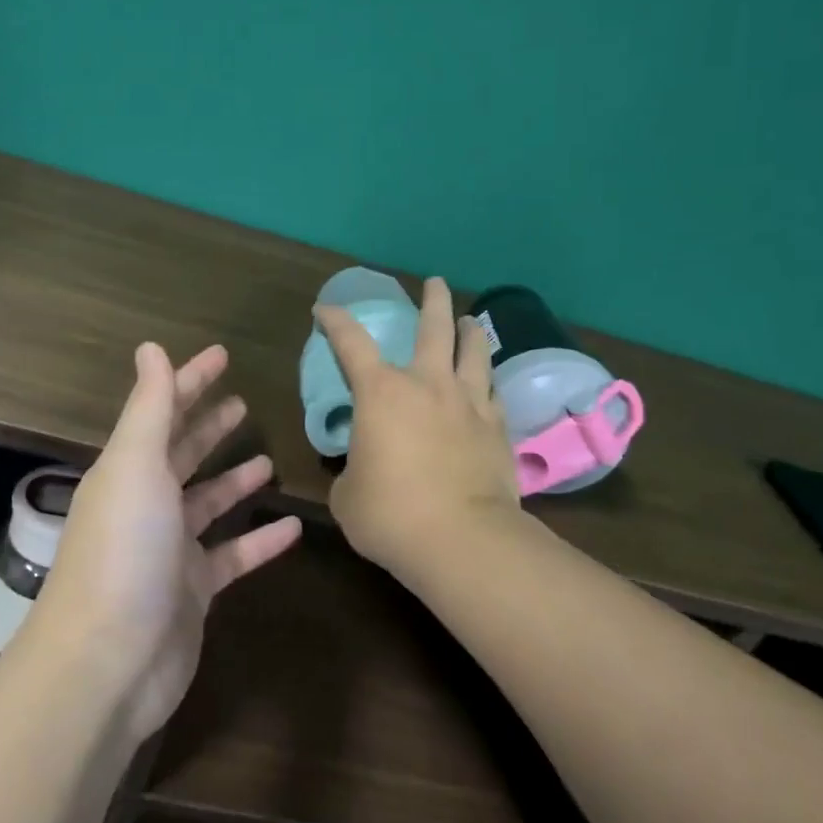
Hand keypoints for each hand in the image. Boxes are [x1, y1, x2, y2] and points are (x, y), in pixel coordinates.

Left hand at [25, 343, 301, 740]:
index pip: (162, 411)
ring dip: (235, 481)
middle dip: (209, 426)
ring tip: (269, 460)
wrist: (106, 664)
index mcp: (129, 470)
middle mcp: (147, 504)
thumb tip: (151, 347)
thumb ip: (149, 407)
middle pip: (182, 454)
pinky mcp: (194, 591)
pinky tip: (294, 526)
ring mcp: (170, 550)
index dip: (189, 381)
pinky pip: (234, 555)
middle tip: (243, 403)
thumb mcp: (135, 466)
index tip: (222, 355)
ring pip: (208, 503)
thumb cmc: (123, 551)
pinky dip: (261, 541)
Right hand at [314, 278, 522, 577]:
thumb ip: (352, 471)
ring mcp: (469, 403)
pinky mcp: (497, 428)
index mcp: (381, 393)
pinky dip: (487, 381)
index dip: (335, 321)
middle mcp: (427, 385)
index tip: (325, 310)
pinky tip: (488, 383)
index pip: (351, 342)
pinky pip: (493, 392)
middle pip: (433, 327)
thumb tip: (363, 469)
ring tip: (469, 322)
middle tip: (435, 283)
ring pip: (474, 351)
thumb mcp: (348, 495)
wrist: (462, 540)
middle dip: (432, 300)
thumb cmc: (390, 515)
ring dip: (470, 331)